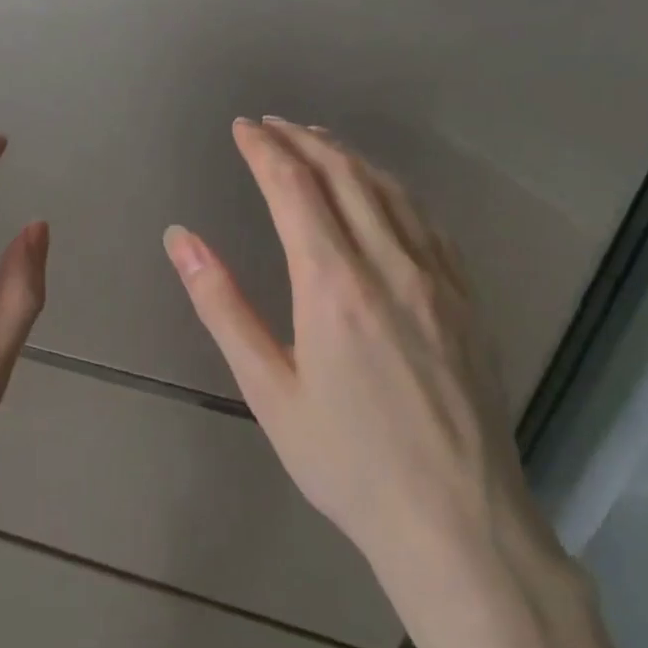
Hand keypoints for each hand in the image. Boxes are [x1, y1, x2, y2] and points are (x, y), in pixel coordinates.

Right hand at [162, 117, 556, 624]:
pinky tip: (379, 189)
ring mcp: (437, 277)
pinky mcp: (466, 297)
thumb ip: (222, 305)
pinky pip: (426, 219)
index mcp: (333, 284)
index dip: (265, 150)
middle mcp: (389, 264)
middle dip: (302, 139)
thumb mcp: (267, 389)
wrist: (458, 522)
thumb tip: (181, 239)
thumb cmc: (346, 461)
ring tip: (316, 140)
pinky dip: (391, 187)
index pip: (294, 188)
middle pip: (344, 174)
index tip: (242, 128)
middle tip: (271, 125)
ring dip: (347, 155)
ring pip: (389, 189)